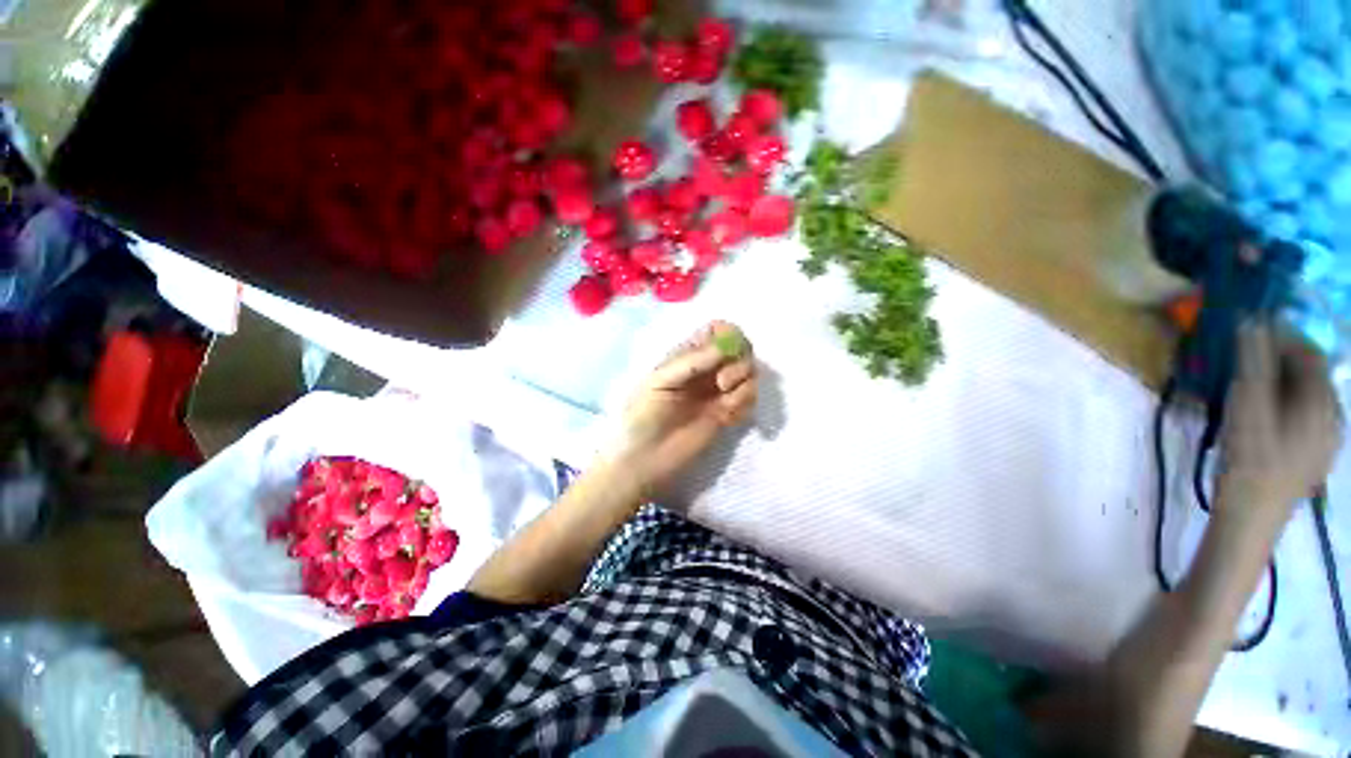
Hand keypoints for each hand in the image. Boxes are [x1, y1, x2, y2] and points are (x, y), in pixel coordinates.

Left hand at [609, 321, 757, 497]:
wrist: (644, 460)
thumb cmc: (642, 416)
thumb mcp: (659, 381)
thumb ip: (691, 363)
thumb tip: (725, 345)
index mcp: (687, 356)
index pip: (717, 331)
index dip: (729, 334)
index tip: (727, 350)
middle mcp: (706, 370)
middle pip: (741, 349)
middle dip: (740, 361)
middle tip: (722, 382)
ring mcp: (718, 392)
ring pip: (749, 373)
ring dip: (744, 383)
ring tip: (724, 402)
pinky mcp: (727, 414)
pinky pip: (749, 398)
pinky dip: (744, 403)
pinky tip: (727, 417)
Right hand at [1218, 323, 1342, 521]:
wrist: (1252, 518)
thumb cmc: (1249, 460)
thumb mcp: (1246, 408)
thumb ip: (1253, 363)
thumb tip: (1252, 320)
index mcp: (1322, 401)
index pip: (1309, 352)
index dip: (1281, 335)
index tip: (1247, 331)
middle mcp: (1334, 415)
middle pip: (1310, 374)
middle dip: (1279, 359)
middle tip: (1243, 360)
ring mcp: (1327, 438)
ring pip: (1307, 395)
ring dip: (1280, 382)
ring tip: (1249, 388)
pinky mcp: (1315, 454)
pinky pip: (1305, 416)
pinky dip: (1284, 404)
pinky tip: (1263, 416)